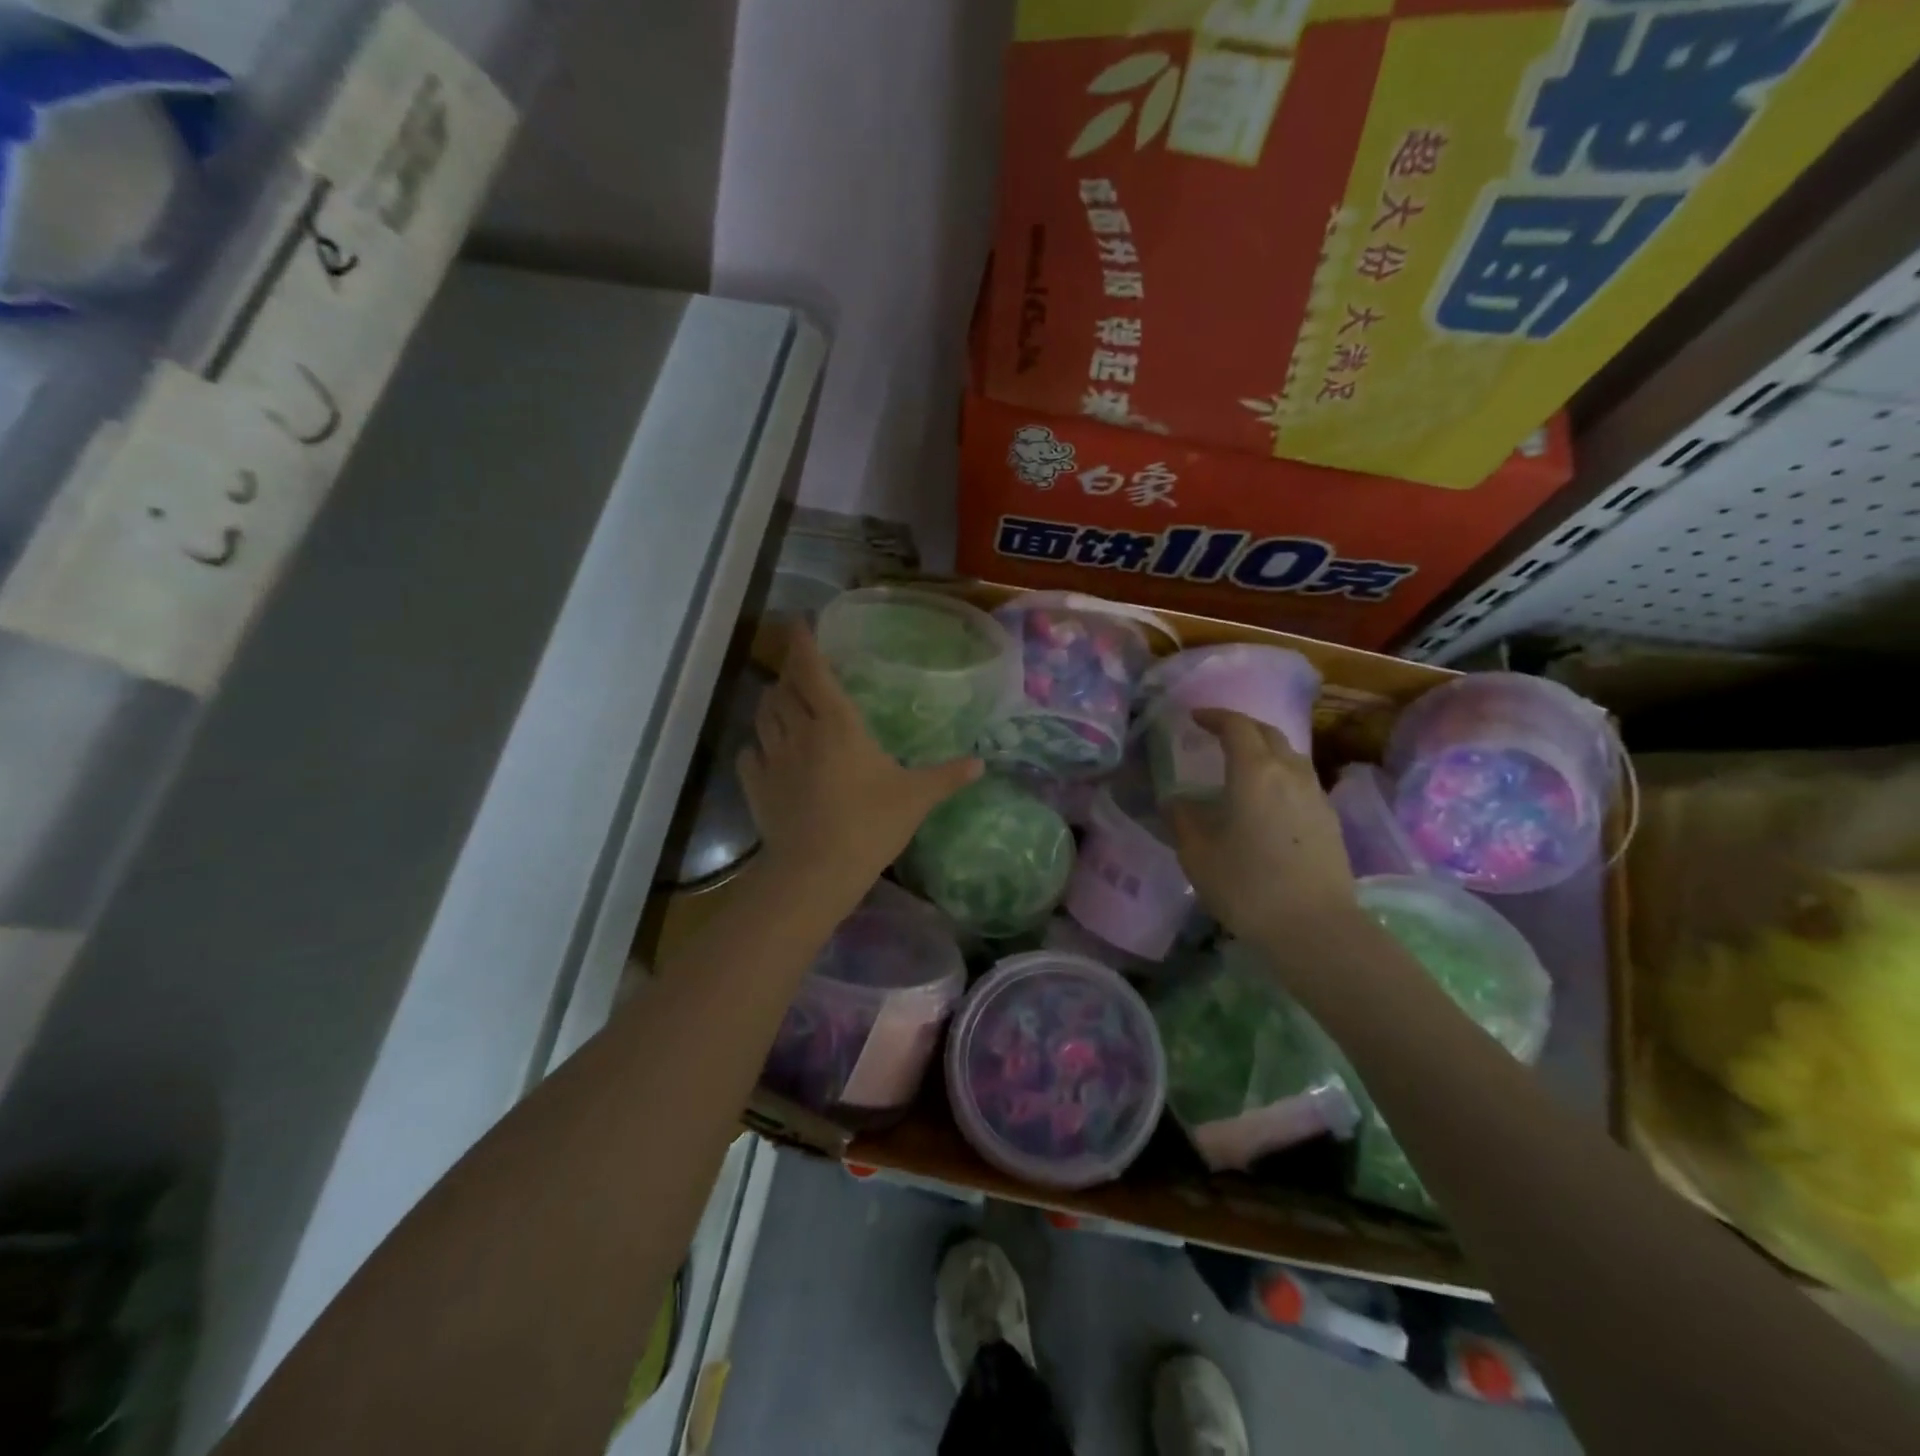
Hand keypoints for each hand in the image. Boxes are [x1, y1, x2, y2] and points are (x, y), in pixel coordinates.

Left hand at [738, 626, 981, 902]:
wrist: (817, 870)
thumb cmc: (870, 824)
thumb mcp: (916, 798)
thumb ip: (947, 776)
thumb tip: (982, 763)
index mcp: (837, 724)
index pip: (814, 671)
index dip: (804, 643)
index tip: (799, 622)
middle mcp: (800, 731)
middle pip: (783, 688)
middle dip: (789, 672)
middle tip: (799, 667)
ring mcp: (772, 758)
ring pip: (762, 715)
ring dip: (771, 702)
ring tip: (781, 699)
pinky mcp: (754, 786)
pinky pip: (748, 754)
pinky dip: (755, 745)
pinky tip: (763, 751)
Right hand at [1163, 709, 1358, 944]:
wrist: (1315, 928)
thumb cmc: (1247, 885)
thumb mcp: (1197, 854)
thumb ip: (1183, 819)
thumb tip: (1176, 801)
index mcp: (1254, 771)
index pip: (1237, 726)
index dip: (1215, 716)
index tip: (1195, 718)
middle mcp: (1290, 772)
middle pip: (1268, 733)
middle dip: (1242, 727)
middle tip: (1218, 736)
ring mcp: (1316, 795)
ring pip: (1290, 756)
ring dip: (1265, 750)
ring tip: (1243, 767)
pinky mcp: (1330, 820)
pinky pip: (1301, 781)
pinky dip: (1280, 776)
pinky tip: (1268, 800)